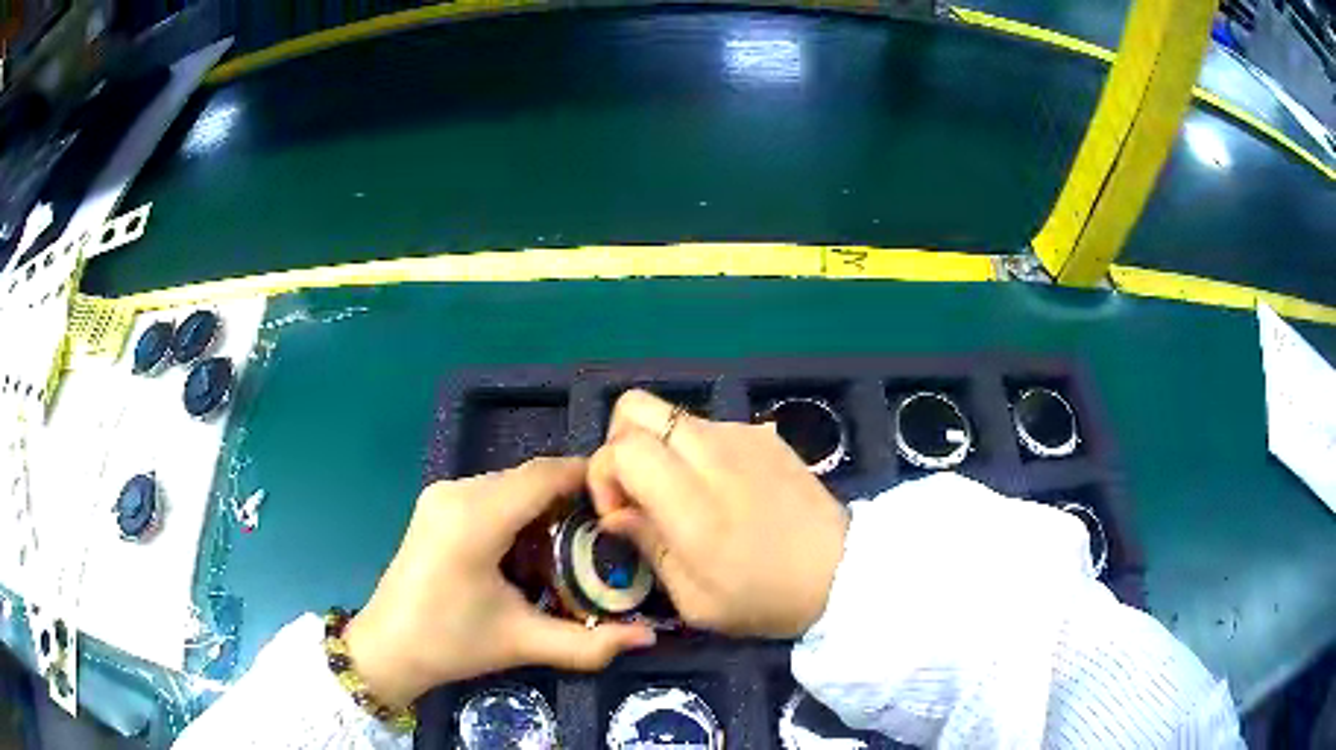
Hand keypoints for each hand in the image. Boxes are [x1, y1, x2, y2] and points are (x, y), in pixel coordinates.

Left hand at [344, 458, 655, 708]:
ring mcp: (441, 494)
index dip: (589, 479)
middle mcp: (457, 492)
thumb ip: (591, 644)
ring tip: (573, 548)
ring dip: (543, 509)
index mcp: (475, 518)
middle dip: (570, 501)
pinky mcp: (435, 503)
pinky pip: (490, 494)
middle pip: (529, 479)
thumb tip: (650, 638)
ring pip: (511, 485)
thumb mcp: (523, 642)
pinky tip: (528, 550)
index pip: (544, 476)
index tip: (625, 500)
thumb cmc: (451, 644)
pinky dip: (518, 513)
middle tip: (606, 536)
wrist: (387, 648)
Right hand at [589, 390, 848, 638]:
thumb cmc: (765, 598)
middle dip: (620, 442)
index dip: (604, 474)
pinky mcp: (764, 434)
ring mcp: (742, 435)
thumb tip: (616, 513)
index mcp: (692, 502)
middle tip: (636, 488)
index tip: (619, 514)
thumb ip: (648, 546)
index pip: (623, 447)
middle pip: (637, 406)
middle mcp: (712, 453)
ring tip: (679, 493)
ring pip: (671, 413)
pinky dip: (694, 449)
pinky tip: (719, 488)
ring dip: (658, 446)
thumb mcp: (695, 600)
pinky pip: (708, 426)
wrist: (842, 573)